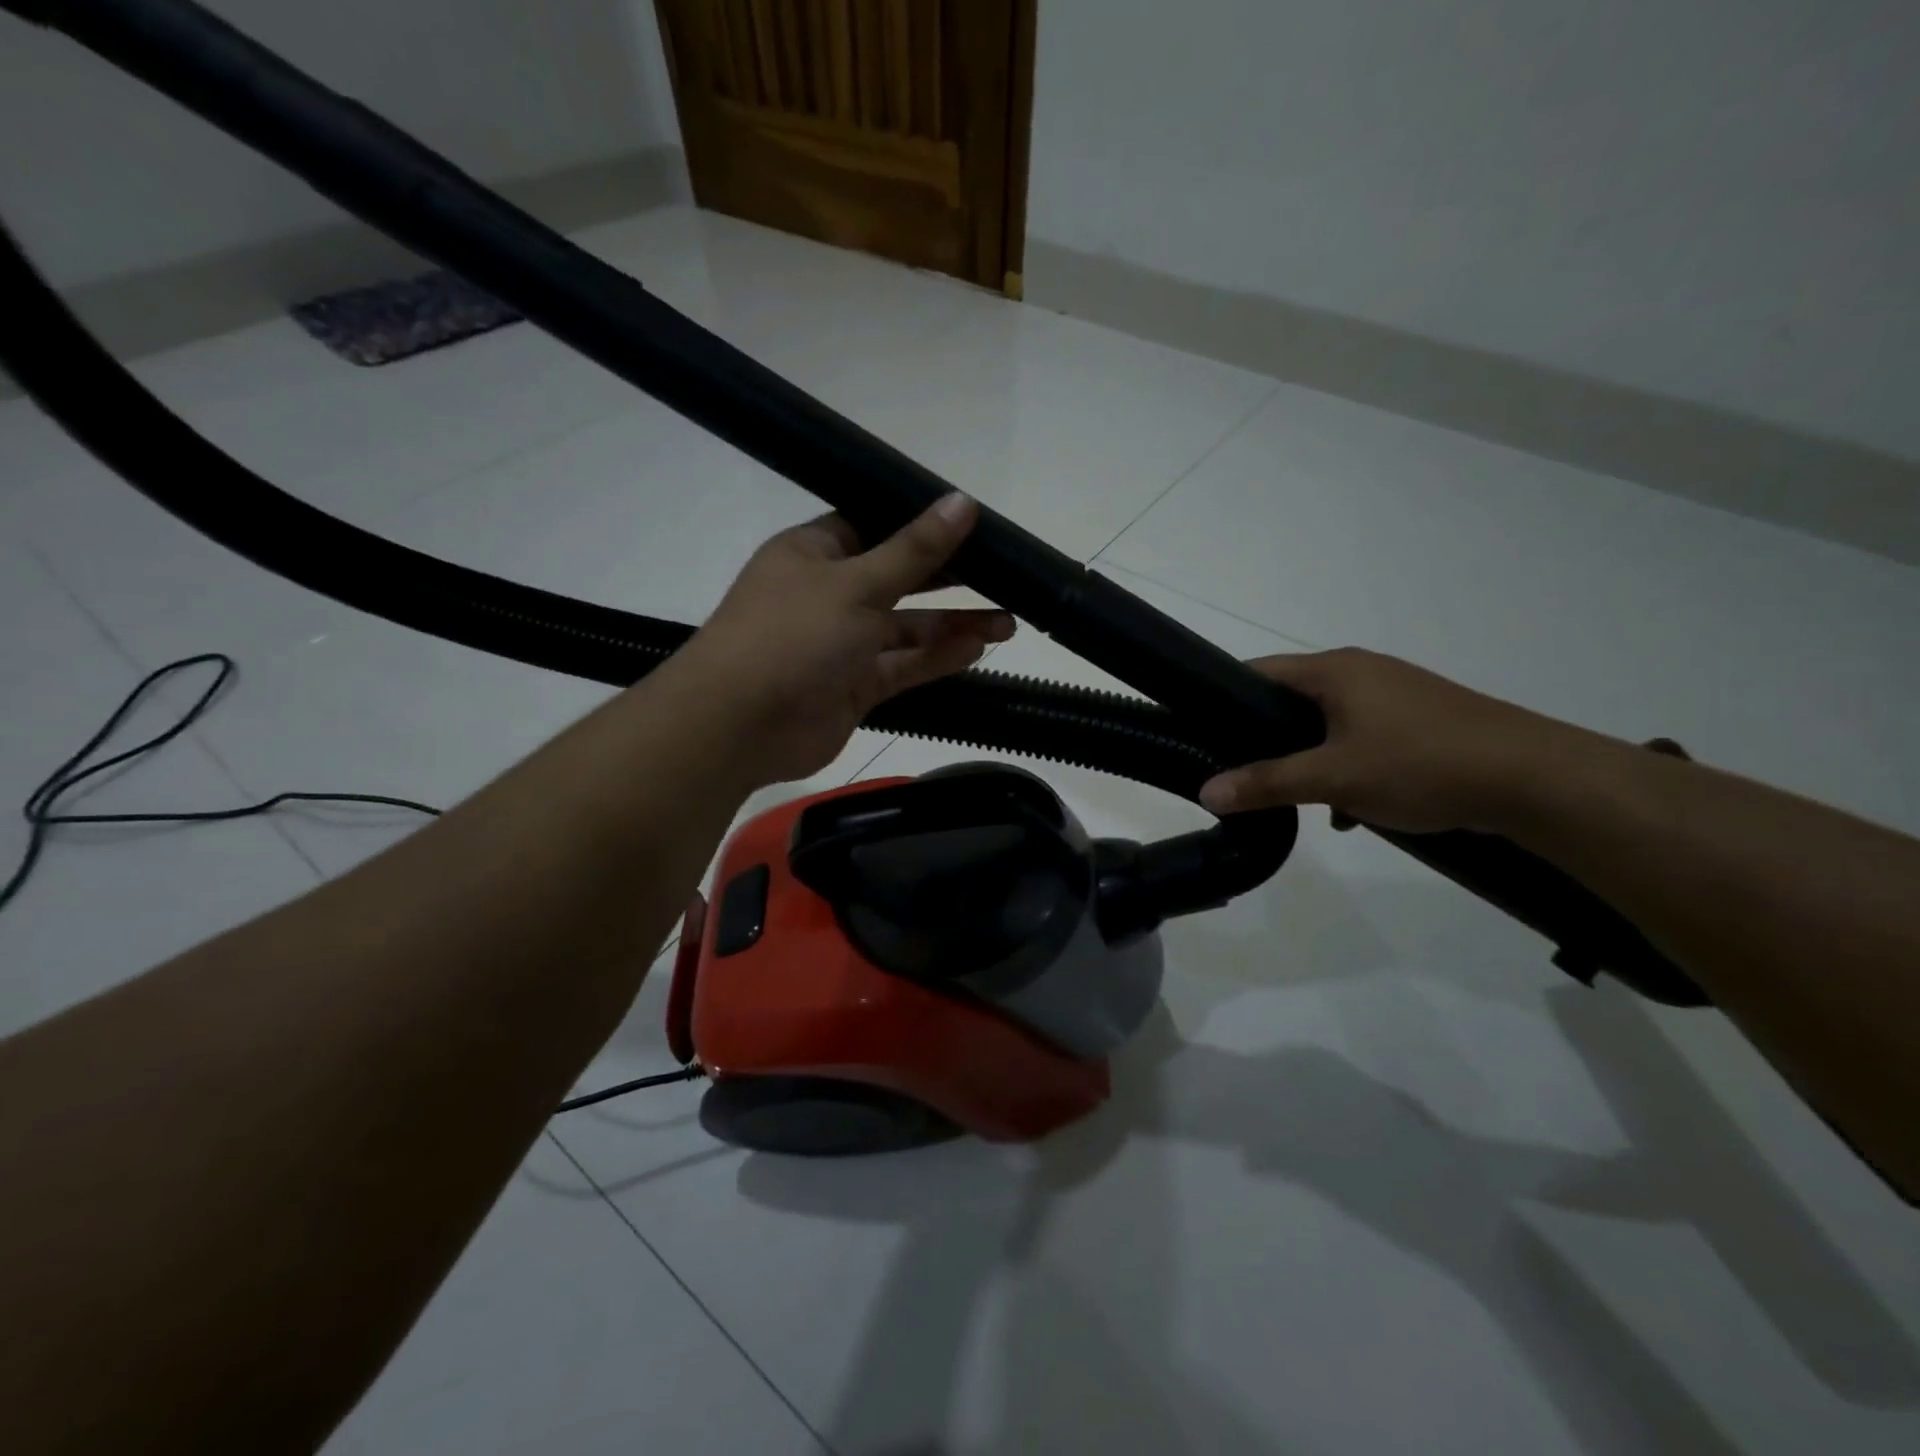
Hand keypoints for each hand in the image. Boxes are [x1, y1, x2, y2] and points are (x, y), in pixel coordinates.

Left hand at [684, 494, 1013, 785]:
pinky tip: (978, 649)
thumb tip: (962, 502)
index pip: (874, 526)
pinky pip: (902, 666)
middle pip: (898, 578)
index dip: (920, 525)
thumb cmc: (791, 636)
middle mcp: (829, 594)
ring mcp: (841, 644)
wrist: (738, 726)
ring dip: (952, 625)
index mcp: (814, 552)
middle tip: (1005, 577)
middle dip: (949, 580)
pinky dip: (936, 659)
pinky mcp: (854, 686)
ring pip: (906, 628)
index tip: (972, 525)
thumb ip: (915, 550)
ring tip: (1008, 621)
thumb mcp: (857, 584)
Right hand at [1198, 648, 1590, 833]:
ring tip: (1297, 798)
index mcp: (1335, 670)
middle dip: (1268, 739)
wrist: (1535, 780)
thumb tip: (1206, 794)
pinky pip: (1362, 738)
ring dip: (1310, 759)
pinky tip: (1350, 809)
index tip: (1201, 734)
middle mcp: (1362, 671)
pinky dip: (1347, 767)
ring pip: (1328, 724)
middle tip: (1244, 773)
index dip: (1223, 699)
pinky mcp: (1420, 721)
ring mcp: (1395, 694)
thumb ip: (1266, 783)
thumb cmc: (1421, 763)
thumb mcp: (1334, 778)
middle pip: (1291, 700)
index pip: (1258, 671)